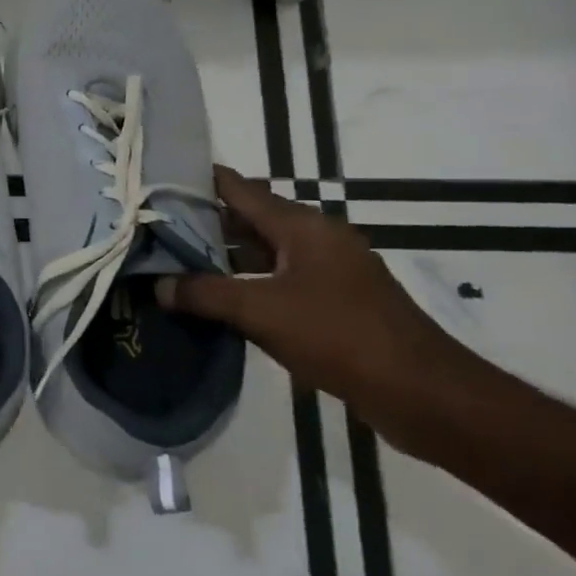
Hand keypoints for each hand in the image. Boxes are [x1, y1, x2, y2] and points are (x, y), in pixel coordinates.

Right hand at [156, 167, 475, 446]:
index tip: (154, 180)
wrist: (425, 395)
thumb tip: (158, 286)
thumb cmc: (340, 336)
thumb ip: (204, 294)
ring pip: (261, 253)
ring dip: (221, 258)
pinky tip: (213, 301)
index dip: (197, 180)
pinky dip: (244, 285)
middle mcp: (315, 239)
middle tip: (150, 227)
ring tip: (170, 263)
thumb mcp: (261, 312)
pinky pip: (277, 282)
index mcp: (302, 226)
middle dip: (201, 223)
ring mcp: (327, 272)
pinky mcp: (333, 303)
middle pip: (248, 219)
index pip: (239, 188)